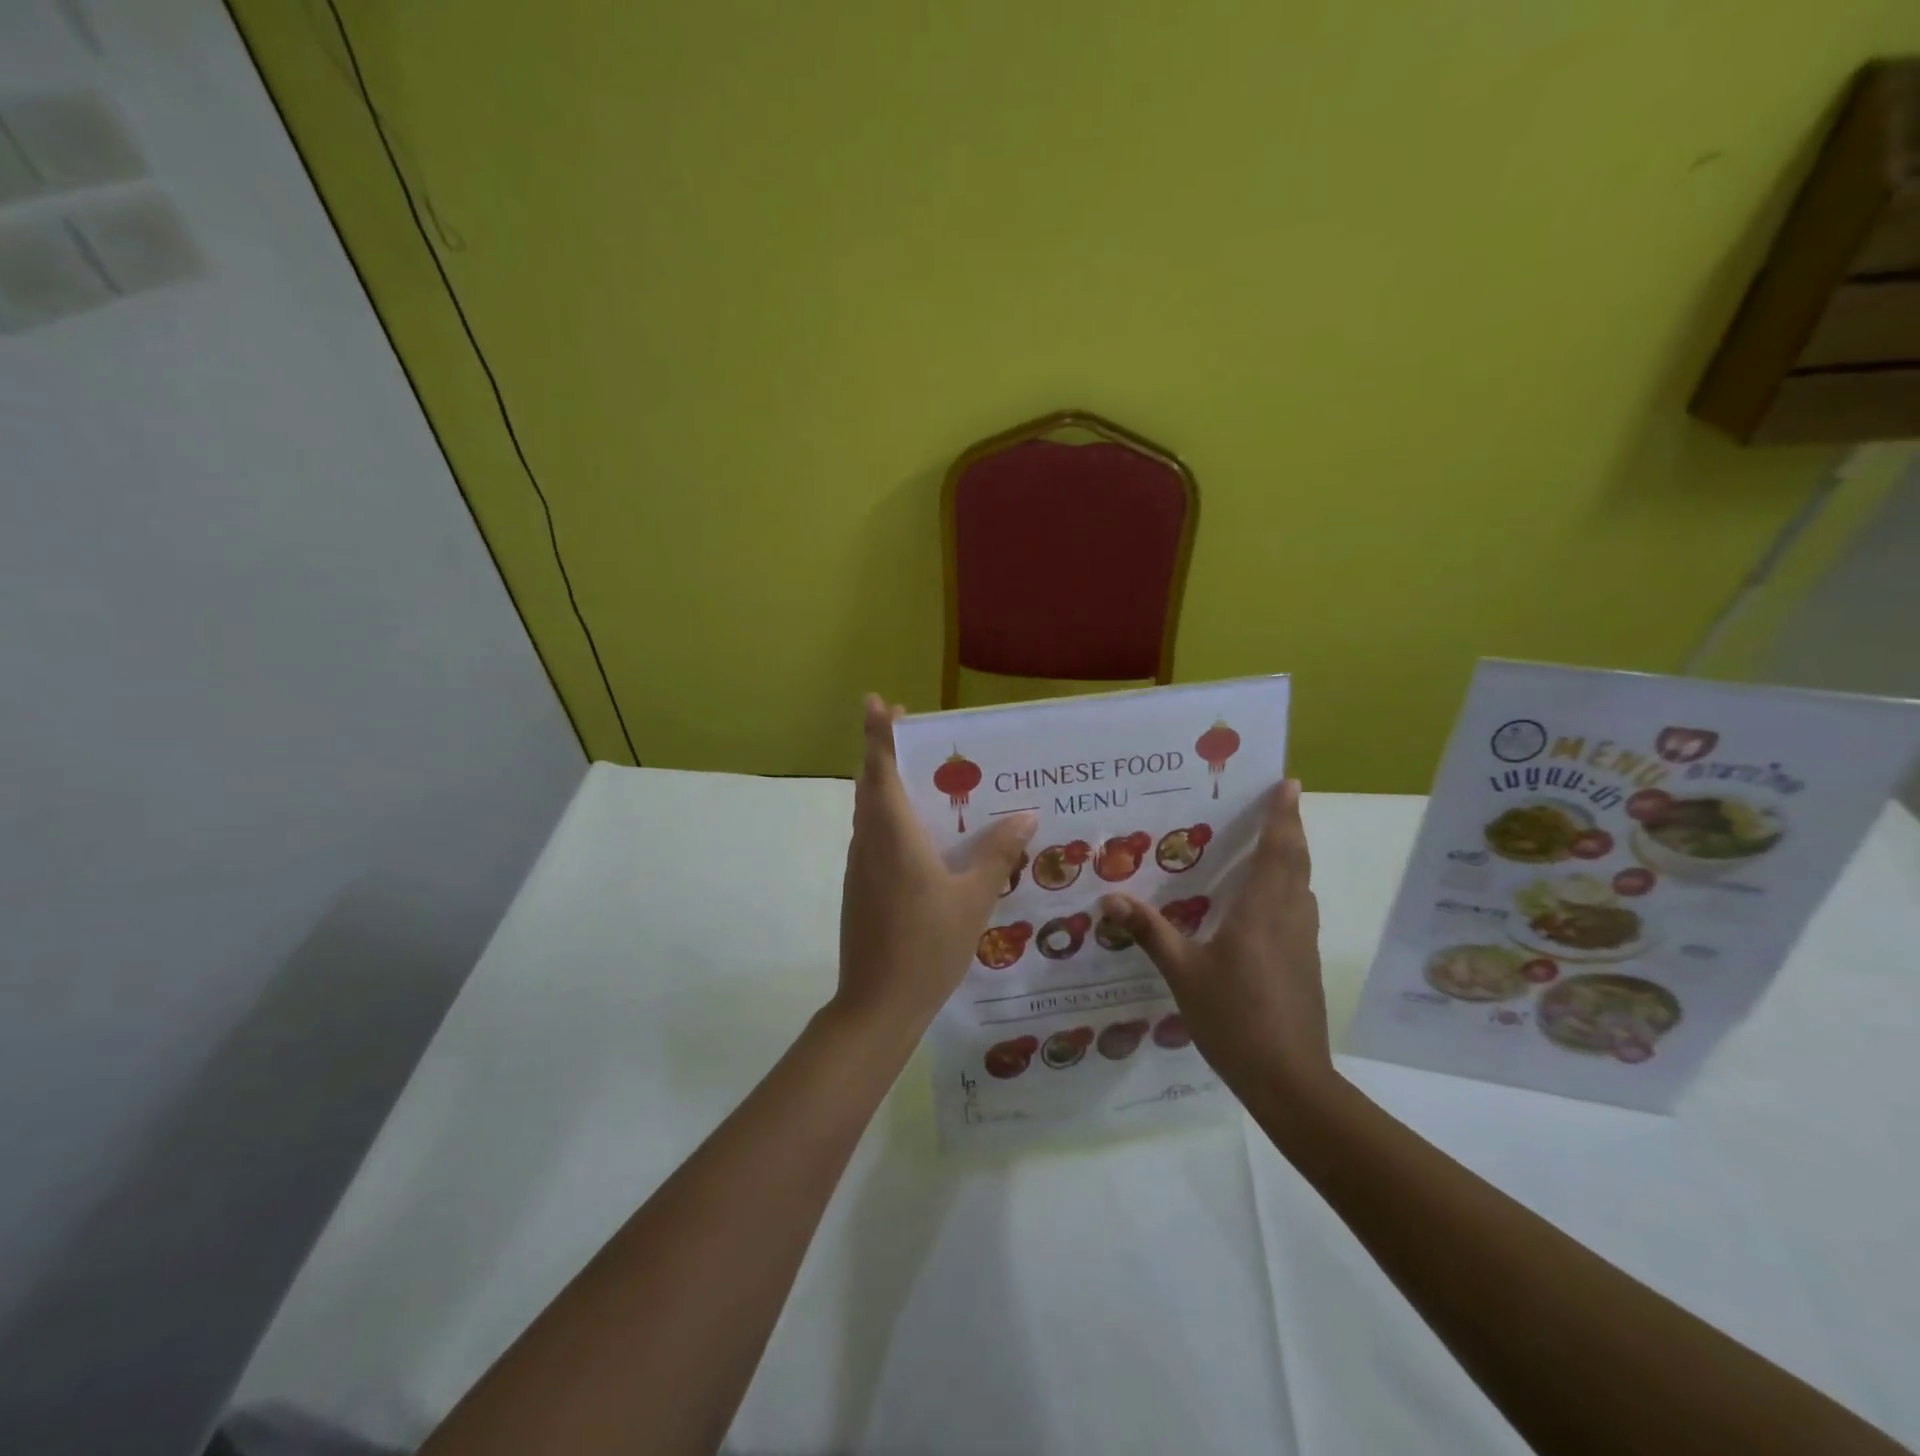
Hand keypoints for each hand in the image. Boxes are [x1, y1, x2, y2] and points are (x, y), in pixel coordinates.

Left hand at [835, 695, 1036, 1037]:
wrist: (877, 1004)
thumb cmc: (926, 945)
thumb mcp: (972, 899)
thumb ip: (995, 854)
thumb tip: (1024, 817)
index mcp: (893, 835)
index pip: (881, 770)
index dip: (878, 734)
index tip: (877, 702)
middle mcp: (870, 842)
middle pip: (872, 785)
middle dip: (886, 753)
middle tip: (914, 734)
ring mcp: (861, 866)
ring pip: (871, 813)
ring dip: (889, 787)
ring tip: (928, 780)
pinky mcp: (861, 887)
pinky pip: (875, 838)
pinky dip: (893, 820)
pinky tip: (924, 837)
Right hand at [1099, 780, 1330, 1093]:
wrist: (1290, 1080)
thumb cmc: (1234, 1018)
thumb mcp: (1183, 974)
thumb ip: (1150, 932)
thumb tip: (1111, 897)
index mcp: (1260, 912)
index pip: (1277, 851)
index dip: (1283, 815)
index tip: (1289, 784)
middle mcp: (1288, 917)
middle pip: (1296, 862)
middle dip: (1290, 828)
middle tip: (1281, 801)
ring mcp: (1301, 942)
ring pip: (1301, 886)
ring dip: (1292, 858)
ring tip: (1270, 844)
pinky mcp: (1304, 963)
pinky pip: (1298, 909)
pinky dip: (1288, 888)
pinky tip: (1263, 903)